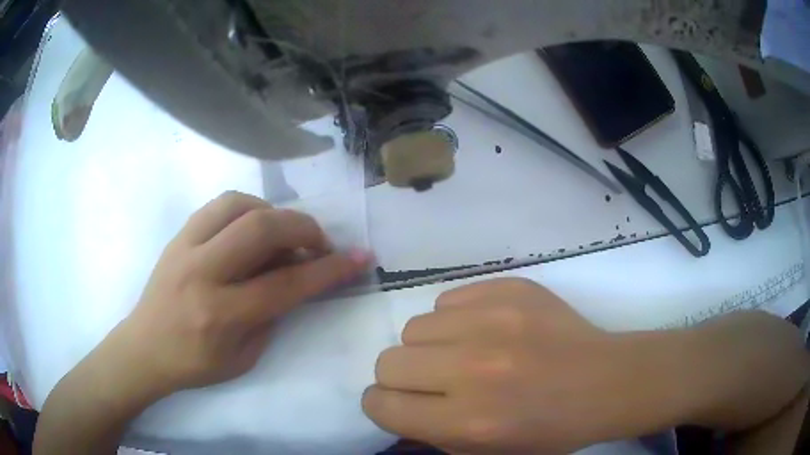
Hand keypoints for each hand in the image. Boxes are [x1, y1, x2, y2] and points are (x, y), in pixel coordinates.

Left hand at [105, 191, 371, 396]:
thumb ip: (272, 316)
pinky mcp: (178, 235)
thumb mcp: (243, 357)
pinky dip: (247, 208)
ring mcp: (185, 247)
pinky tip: (253, 226)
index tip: (360, 257)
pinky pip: (219, 204)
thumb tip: (296, 278)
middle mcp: (202, 273)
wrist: (144, 347)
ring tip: (284, 233)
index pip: (285, 284)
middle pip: (262, 229)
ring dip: (273, 213)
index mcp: (220, 315)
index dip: (329, 269)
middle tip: (320, 243)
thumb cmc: (194, 364)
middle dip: (304, 229)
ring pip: (239, 205)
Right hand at [363, 278, 685, 453]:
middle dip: (402, 377)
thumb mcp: (486, 452)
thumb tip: (396, 407)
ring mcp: (494, 321)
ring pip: (415, 327)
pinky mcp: (510, 289)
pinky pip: (449, 300)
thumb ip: (432, 433)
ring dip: (430, 345)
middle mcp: (474, 369)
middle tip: (433, 381)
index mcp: (469, 421)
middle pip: (389, 362)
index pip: (381, 405)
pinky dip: (456, 318)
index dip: (384, 406)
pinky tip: (486, 330)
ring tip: (464, 353)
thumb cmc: (550, 428)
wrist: (606, 381)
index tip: (400, 404)